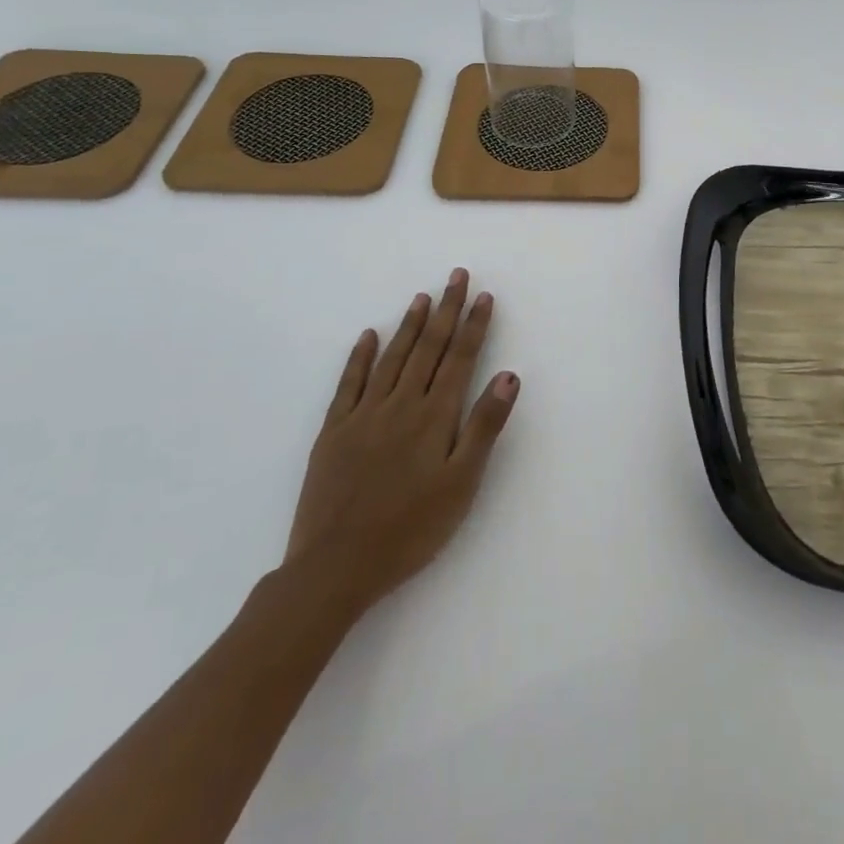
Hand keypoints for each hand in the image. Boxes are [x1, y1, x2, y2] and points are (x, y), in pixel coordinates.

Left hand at [285, 269, 519, 619]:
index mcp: (434, 416)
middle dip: (445, 310)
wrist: (335, 568)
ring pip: (392, 357)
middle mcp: (401, 404)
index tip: (483, 295)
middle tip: (456, 276)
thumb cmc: (411, 529)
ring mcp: (364, 415)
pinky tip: (368, 336)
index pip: (460, 358)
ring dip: (410, 325)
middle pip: (429, 348)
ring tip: (423, 297)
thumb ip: (485, 426)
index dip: (474, 325)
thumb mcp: (462, 484)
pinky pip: (349, 383)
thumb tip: (510, 375)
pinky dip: (360, 357)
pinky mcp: (334, 432)